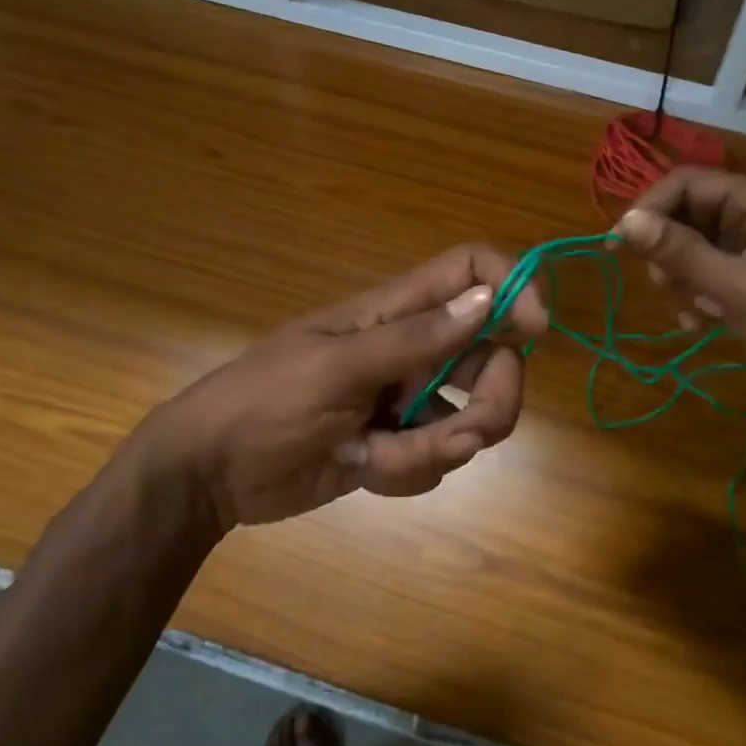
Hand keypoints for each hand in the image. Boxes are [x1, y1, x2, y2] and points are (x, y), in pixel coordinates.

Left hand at [132, 245, 548, 530]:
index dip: (512, 286)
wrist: (208, 475)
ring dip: (439, 446)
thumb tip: (487, 297)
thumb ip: (413, 338)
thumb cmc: (262, 404)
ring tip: (383, 457)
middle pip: (492, 356)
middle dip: (492, 400)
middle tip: (466, 432)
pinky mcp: (398, 444)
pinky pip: (437, 457)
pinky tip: (361, 467)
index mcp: (394, 312)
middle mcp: (412, 349)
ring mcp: (407, 399)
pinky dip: (407, 470)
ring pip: (470, 416)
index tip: (537, 332)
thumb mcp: (335, 368)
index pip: (469, 270)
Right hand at [617, 168, 745, 440]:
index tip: (618, 243)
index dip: (651, 207)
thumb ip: (683, 253)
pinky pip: (707, 277)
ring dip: (682, 277)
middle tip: (666, 284)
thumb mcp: (741, 290)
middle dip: (669, 248)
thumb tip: (626, 222)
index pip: (690, 183)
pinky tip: (700, 323)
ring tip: (695, 308)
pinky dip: (696, 296)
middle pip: (689, 213)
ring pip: (693, 248)